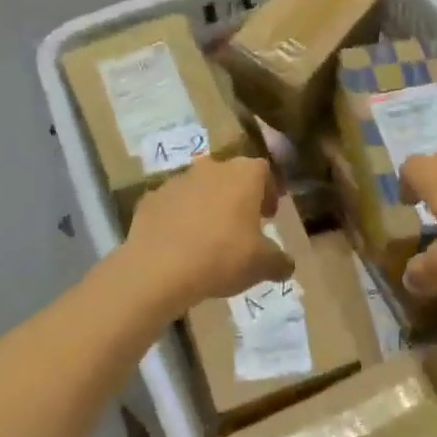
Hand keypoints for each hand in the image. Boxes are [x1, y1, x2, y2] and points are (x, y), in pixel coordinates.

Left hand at [125, 156, 293, 311]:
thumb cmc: (222, 257)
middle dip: (237, 197)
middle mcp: (211, 168)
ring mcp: (177, 180)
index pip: (264, 171)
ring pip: (199, 188)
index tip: (269, 216)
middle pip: (230, 176)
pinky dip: (178, 218)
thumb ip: (280, 261)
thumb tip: (286, 264)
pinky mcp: (150, 198)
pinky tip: (180, 244)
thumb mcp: (262, 265)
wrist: (158, 269)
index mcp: (244, 175)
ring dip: (206, 206)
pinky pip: (172, 205)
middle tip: (241, 226)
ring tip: (208, 238)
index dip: (269, 192)